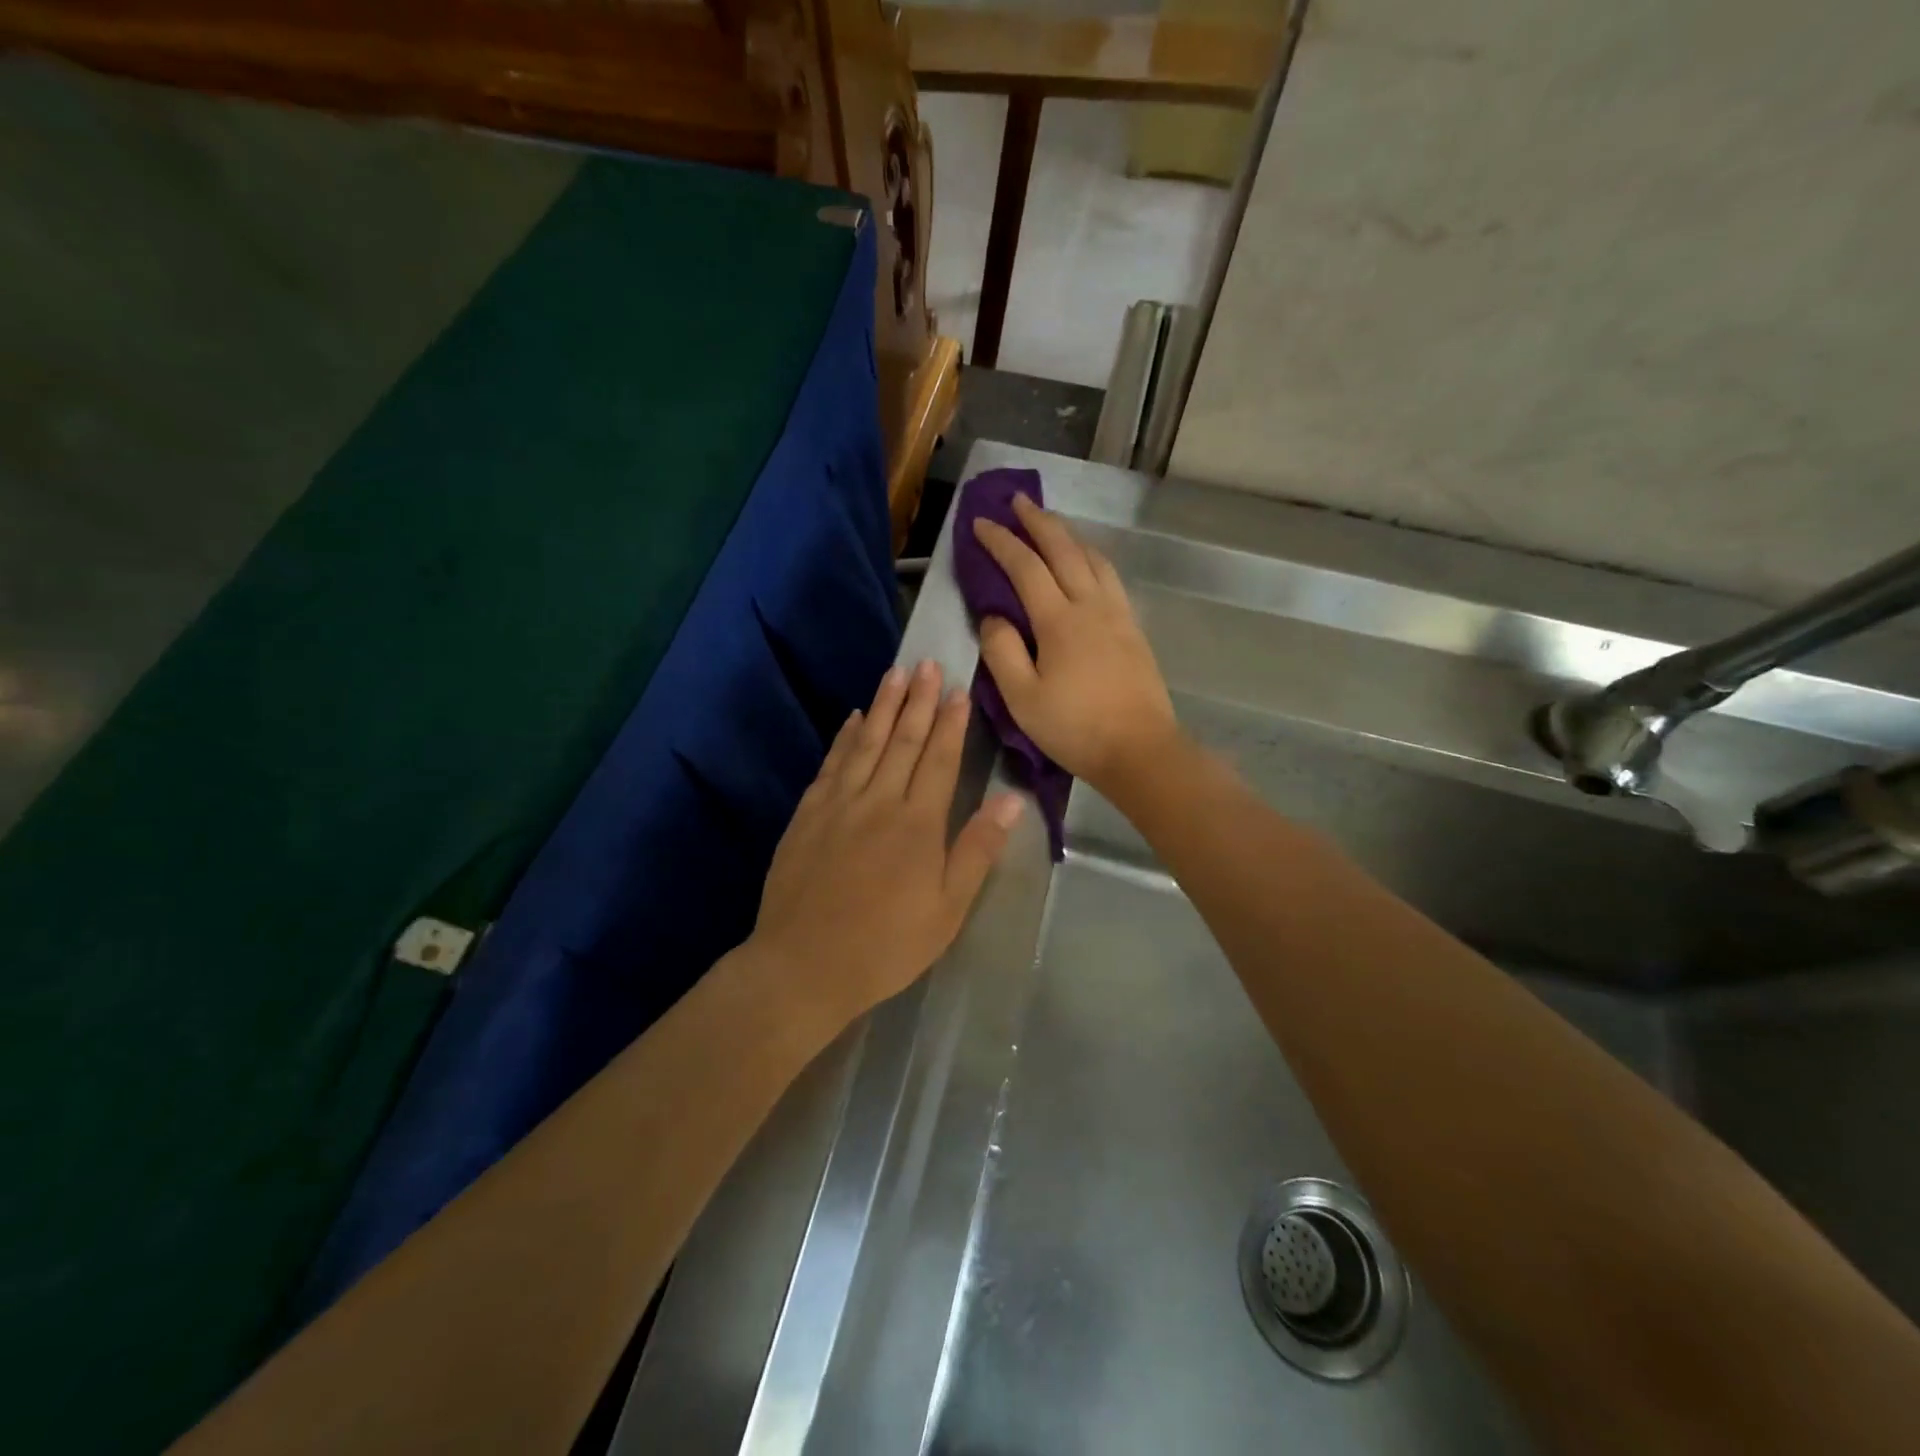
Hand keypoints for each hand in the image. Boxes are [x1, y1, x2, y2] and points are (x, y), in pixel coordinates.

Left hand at [749, 660, 1022, 1032]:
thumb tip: (1010, 800)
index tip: (958, 690)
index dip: (951, 723)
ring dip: (884, 706)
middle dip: (919, 700)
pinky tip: (854, 718)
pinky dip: (844, 738)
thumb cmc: (887, 944)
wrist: (804, 964)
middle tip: (928, 663)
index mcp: (918, 823)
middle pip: (904, 741)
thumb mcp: (947, 909)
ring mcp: (839, 804)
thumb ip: (977, 849)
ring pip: (867, 743)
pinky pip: (831, 764)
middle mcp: (879, 801)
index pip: (940, 760)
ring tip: (896, 673)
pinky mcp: (808, 814)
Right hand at [971, 494, 1178, 791]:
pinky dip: (1092, 557)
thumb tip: (993, 616)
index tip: (980, 523)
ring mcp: (1117, 614)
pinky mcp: (1133, 629)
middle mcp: (1091, 605)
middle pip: (1064, 549)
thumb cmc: (1075, 729)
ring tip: (1051, 525)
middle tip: (1018, 501)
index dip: (1001, 542)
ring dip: (1069, 535)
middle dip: (1038, 521)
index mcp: (1059, 620)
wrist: (1140, 750)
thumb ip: (1001, 652)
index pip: (1025, 567)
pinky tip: (1088, 563)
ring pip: (1093, 558)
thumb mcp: (1022, 698)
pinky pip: (1110, 577)